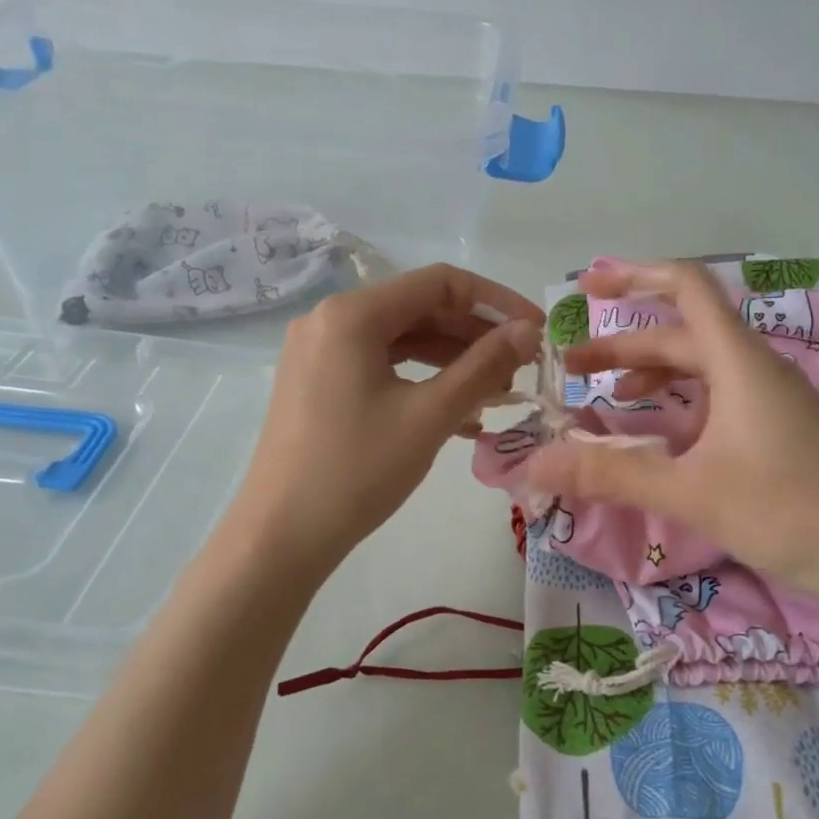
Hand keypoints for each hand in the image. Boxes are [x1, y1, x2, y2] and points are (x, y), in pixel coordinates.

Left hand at [227, 264, 542, 571]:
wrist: (282, 535)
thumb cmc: (358, 470)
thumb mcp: (430, 415)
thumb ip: (484, 365)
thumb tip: (528, 331)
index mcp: (353, 314)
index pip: (440, 283)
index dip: (496, 301)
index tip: (536, 328)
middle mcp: (330, 319)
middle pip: (419, 308)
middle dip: (475, 335)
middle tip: (520, 367)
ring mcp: (319, 352)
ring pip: (402, 339)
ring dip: (452, 360)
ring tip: (497, 392)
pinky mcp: (317, 382)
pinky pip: (381, 366)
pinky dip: (421, 380)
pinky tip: (458, 414)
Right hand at [523, 260, 818, 607]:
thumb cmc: (787, 513)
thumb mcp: (690, 492)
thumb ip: (610, 474)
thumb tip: (534, 464)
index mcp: (740, 363)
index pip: (687, 287)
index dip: (634, 276)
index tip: (588, 286)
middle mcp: (756, 370)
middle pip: (682, 334)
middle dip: (624, 345)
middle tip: (572, 369)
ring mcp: (771, 400)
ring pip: (701, 368)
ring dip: (652, 373)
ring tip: (610, 398)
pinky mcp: (778, 430)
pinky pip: (718, 398)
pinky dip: (680, 403)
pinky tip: (661, 436)